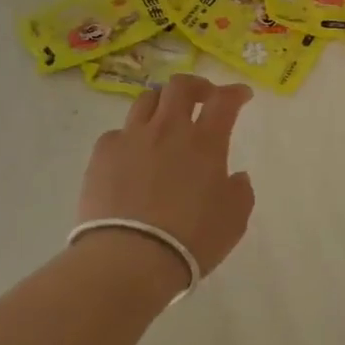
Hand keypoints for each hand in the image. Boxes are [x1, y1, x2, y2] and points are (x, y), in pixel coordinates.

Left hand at [77, 75, 255, 284]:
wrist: (129, 259)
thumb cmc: (191, 239)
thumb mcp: (234, 219)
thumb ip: (240, 191)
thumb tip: (236, 176)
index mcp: (205, 142)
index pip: (224, 101)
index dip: (235, 92)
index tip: (241, 95)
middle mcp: (168, 129)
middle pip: (180, 87)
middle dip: (196, 86)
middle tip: (202, 97)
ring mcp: (132, 138)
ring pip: (146, 100)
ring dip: (161, 103)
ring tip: (164, 119)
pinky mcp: (102, 155)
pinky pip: (118, 133)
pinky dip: (130, 137)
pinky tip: (132, 155)